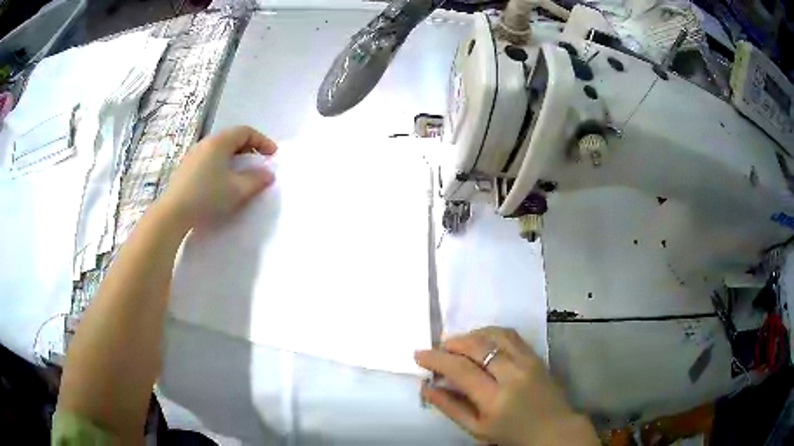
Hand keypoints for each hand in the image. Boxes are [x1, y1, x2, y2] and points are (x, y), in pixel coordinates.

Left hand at [159, 126, 277, 228]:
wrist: (173, 213)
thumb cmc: (207, 196)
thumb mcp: (237, 190)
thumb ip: (256, 180)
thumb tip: (268, 174)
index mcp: (219, 142)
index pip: (245, 131)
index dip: (262, 141)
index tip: (272, 155)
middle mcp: (206, 143)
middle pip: (232, 138)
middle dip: (249, 148)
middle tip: (258, 163)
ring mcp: (193, 155)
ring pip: (219, 149)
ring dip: (234, 158)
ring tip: (241, 174)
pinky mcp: (186, 168)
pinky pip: (209, 159)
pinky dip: (221, 164)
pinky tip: (221, 182)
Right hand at [415, 327, 597, 445]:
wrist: (553, 428)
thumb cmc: (511, 434)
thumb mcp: (476, 429)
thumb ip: (450, 407)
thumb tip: (426, 387)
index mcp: (495, 399)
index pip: (461, 369)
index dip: (437, 359)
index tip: (419, 355)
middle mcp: (512, 374)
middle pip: (477, 346)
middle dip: (451, 344)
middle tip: (437, 349)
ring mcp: (527, 361)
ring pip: (493, 334)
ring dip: (470, 335)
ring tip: (456, 344)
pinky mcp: (535, 355)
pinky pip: (509, 334)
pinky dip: (489, 332)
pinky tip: (479, 339)